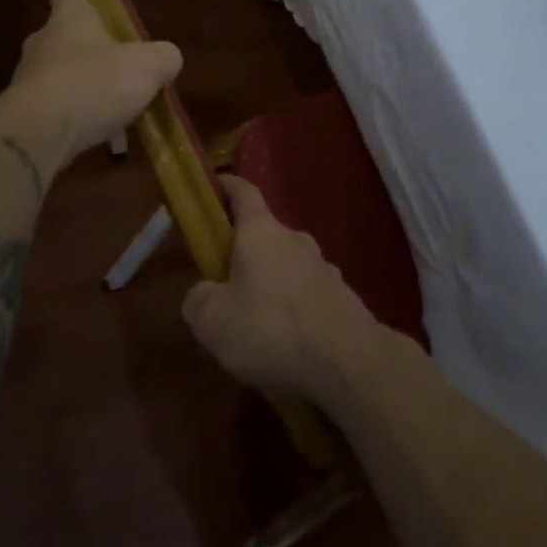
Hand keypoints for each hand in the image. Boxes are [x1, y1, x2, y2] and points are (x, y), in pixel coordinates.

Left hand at [2, 0, 181, 168]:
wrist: (39, 134)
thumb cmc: (94, 84)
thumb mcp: (148, 67)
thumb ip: (164, 57)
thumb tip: (167, 59)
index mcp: (70, 19)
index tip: (95, 6)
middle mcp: (43, 42)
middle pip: (64, 35)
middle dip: (89, 48)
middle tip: (119, 67)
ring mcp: (28, 78)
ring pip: (58, 73)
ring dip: (82, 86)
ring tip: (112, 109)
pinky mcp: (23, 112)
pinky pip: (53, 108)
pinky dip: (72, 116)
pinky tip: (96, 134)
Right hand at [182, 175, 384, 399]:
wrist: (348, 360)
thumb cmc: (270, 329)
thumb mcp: (212, 320)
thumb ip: (198, 299)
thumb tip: (203, 293)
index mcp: (261, 231)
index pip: (243, 192)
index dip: (226, 186)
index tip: (213, 185)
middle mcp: (295, 238)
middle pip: (264, 234)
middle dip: (243, 252)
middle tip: (224, 283)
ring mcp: (323, 266)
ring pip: (287, 265)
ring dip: (270, 283)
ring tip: (256, 322)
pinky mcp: (341, 296)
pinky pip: (307, 293)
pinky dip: (293, 307)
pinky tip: (287, 341)